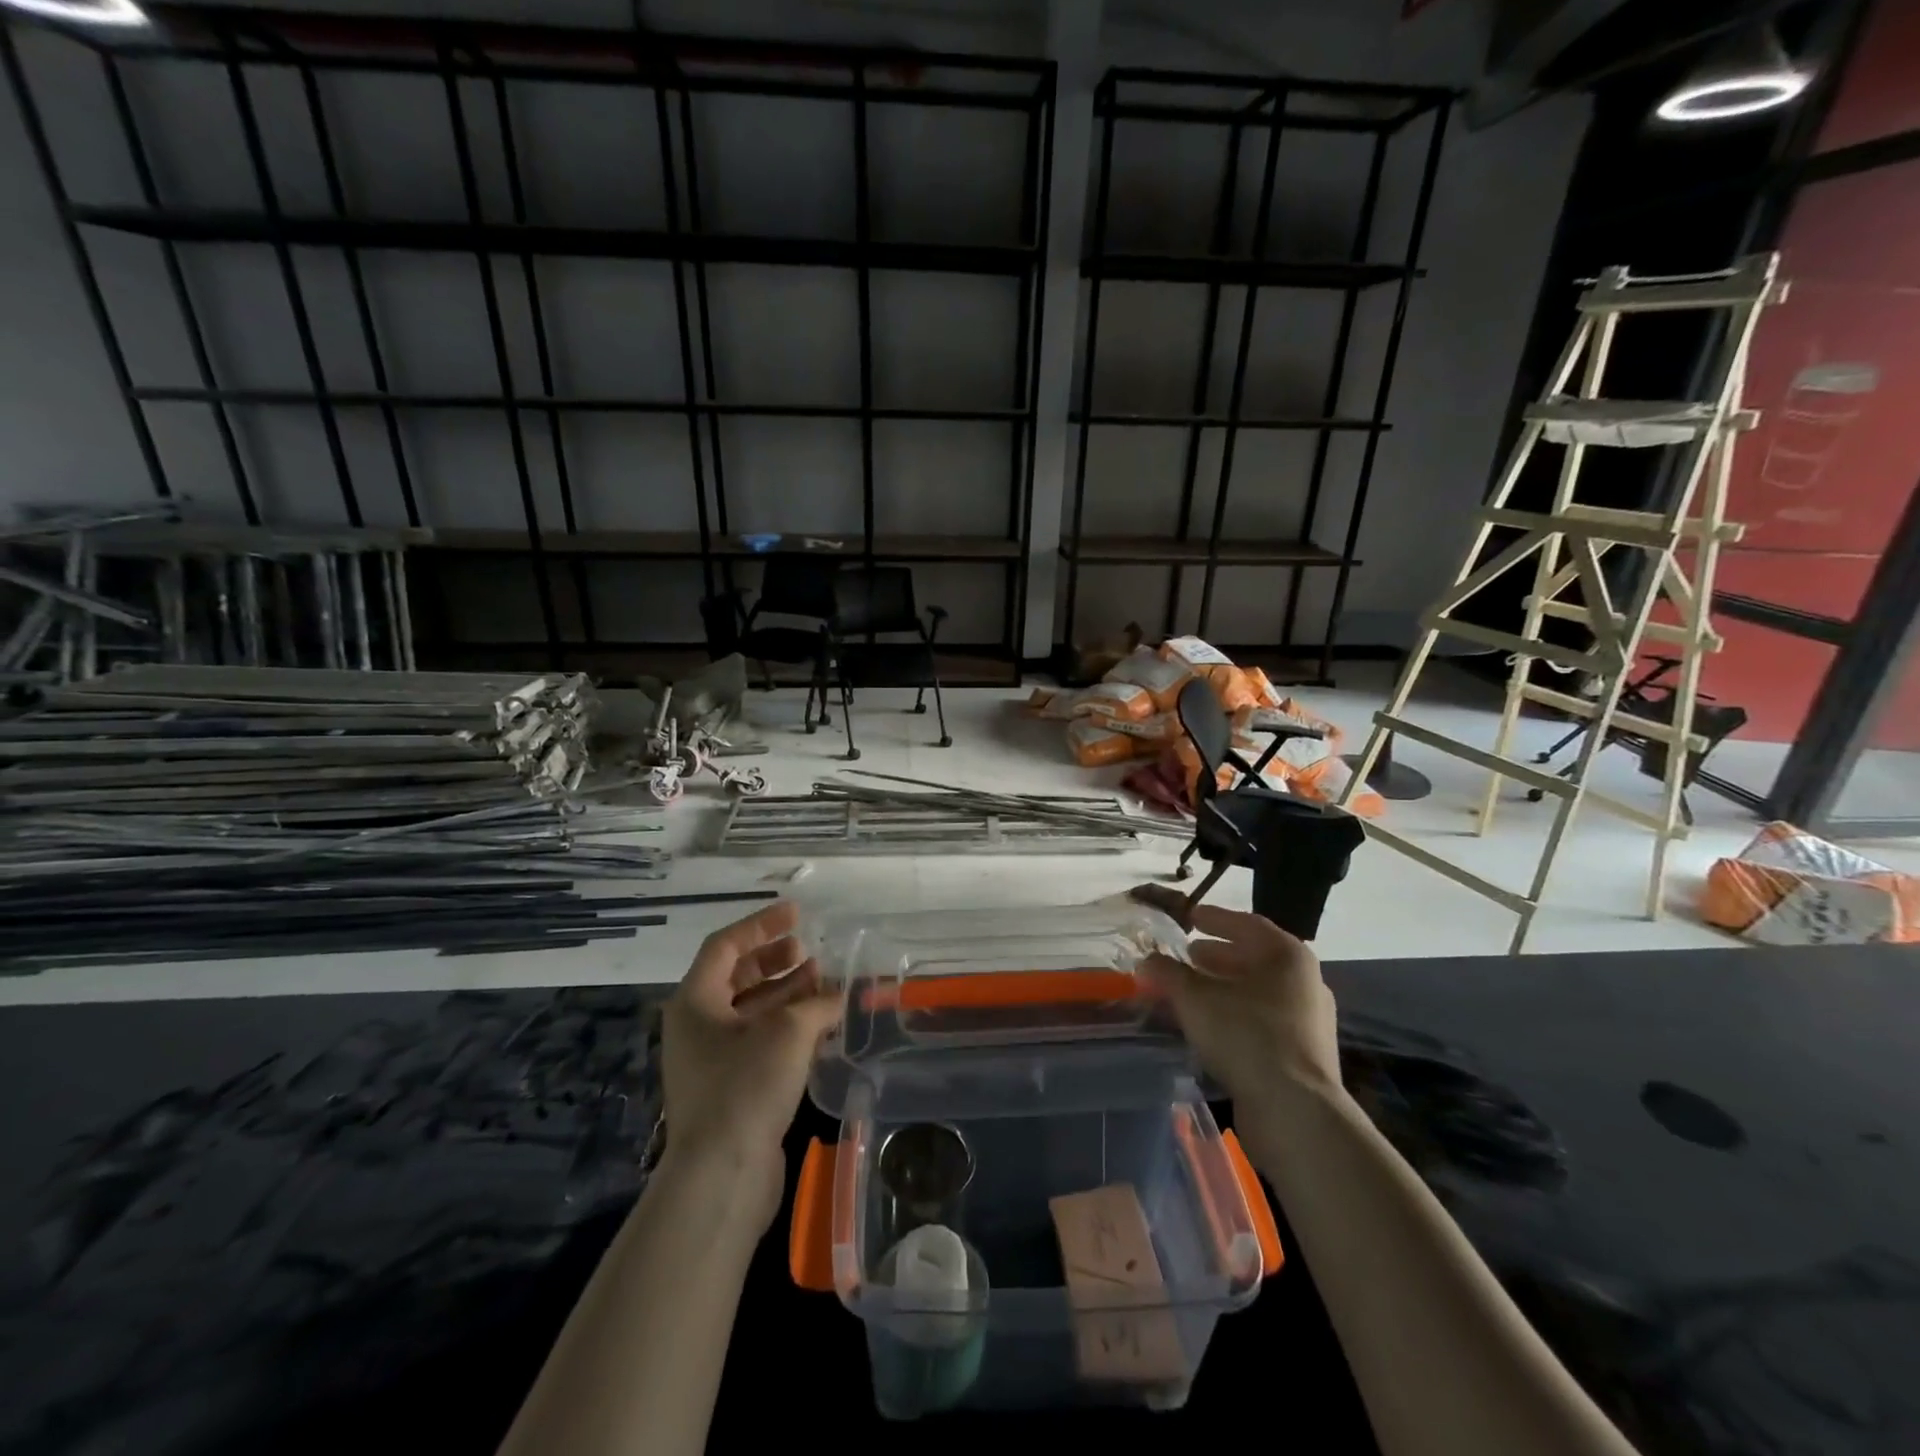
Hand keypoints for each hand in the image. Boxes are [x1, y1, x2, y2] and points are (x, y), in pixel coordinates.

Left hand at [661, 900, 841, 1230]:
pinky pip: (758, 1039)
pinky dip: (786, 1024)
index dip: (762, 924)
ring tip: (822, 981)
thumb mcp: (787, 1032)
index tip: (796, 913)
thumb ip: (817, 1002)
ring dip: (785, 992)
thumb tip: (838, 994)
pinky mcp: (730, 1087)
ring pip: (750, 1010)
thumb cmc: (746, 1087)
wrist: (722, 1175)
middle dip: (774, 959)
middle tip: (809, 950)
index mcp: (696, 1001)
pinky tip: (819, 1022)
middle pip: (736, 976)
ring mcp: (712, 1059)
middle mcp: (697, 1025)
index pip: (726, 945)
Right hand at [1134, 896, 1343, 1150]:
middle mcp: (1305, 982)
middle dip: (1217, 956)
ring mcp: (1308, 1021)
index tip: (1190, 917)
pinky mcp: (1303, 1055)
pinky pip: (1262, 1021)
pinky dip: (1234, 1014)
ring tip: (1190, 991)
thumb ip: (1168, 973)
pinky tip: (1207, 1026)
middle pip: (1254, 959)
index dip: (1215, 918)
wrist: (1295, 1111)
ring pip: (1257, 993)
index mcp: (1288, 956)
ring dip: (1223, 988)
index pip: (1247, 924)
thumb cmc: (1246, 1035)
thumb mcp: (1195, 998)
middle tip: (1187, 955)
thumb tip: (1146, 961)